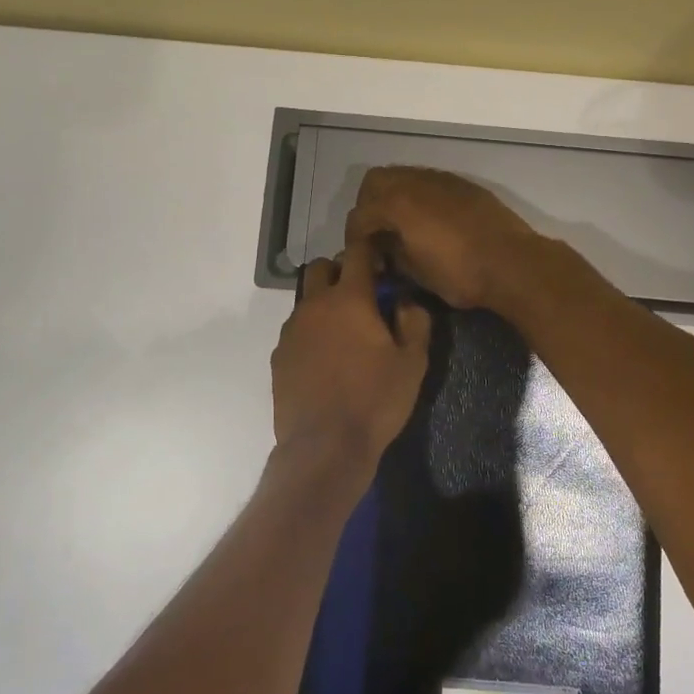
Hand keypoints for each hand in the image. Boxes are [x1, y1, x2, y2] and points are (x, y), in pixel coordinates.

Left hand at [271, 238, 432, 476]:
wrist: (324, 446)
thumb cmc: (375, 401)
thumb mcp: (412, 363)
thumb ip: (414, 322)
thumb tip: (406, 300)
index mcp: (350, 299)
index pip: (357, 253)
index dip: (370, 246)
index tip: (381, 252)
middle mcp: (315, 305)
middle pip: (321, 268)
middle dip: (340, 269)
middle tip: (362, 292)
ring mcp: (292, 330)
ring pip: (306, 299)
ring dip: (324, 302)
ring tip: (344, 331)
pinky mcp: (279, 355)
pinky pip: (296, 329)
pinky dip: (311, 331)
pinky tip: (325, 358)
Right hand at [346, 166, 544, 310]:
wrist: (513, 263)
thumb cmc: (460, 274)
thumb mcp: (416, 273)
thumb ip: (392, 254)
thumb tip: (383, 249)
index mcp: (397, 204)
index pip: (360, 214)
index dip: (354, 237)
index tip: (361, 256)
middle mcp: (415, 182)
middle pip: (375, 181)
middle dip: (369, 205)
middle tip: (377, 232)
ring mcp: (441, 179)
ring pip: (403, 175)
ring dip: (395, 196)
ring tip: (402, 225)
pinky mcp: (463, 184)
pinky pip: (429, 182)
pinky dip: (419, 196)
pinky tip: (429, 221)